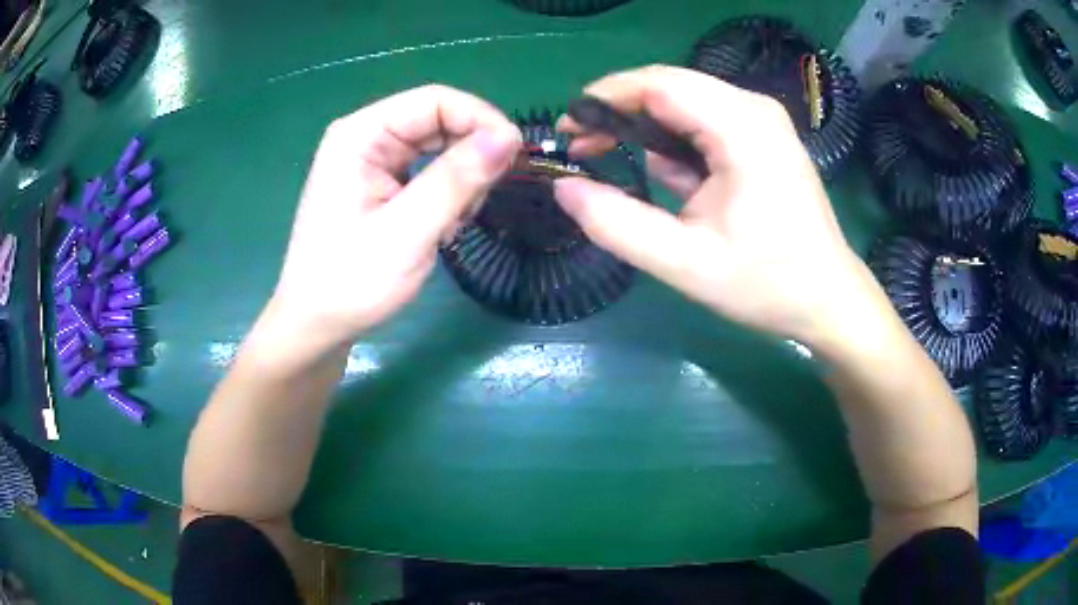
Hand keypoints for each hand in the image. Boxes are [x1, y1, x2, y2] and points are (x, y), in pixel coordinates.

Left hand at [269, 85, 522, 346]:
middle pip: (437, 119)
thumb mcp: (407, 232)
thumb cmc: (351, 282)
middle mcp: (365, 136)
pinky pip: (427, 168)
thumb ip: (455, 180)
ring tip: (460, 218)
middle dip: (472, 151)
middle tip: (486, 197)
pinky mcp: (379, 182)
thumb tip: (508, 137)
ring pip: (437, 144)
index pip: (435, 101)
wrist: (316, 325)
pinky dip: (448, 190)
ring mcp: (371, 160)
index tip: (514, 158)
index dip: (480, 120)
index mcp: (361, 135)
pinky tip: (446, 222)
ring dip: (462, 175)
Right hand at [554, 65, 880, 347]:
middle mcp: (753, 108)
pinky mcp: (762, 136)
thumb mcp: (686, 264)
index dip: (604, 98)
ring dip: (647, 129)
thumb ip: (618, 225)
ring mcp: (761, 120)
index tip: (567, 130)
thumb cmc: (767, 284)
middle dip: (620, 112)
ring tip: (618, 165)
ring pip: (684, 102)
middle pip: (669, 86)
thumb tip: (564, 188)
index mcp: (741, 127)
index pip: (658, 84)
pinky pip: (704, 121)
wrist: (828, 299)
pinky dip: (676, 143)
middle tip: (583, 151)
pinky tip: (671, 178)